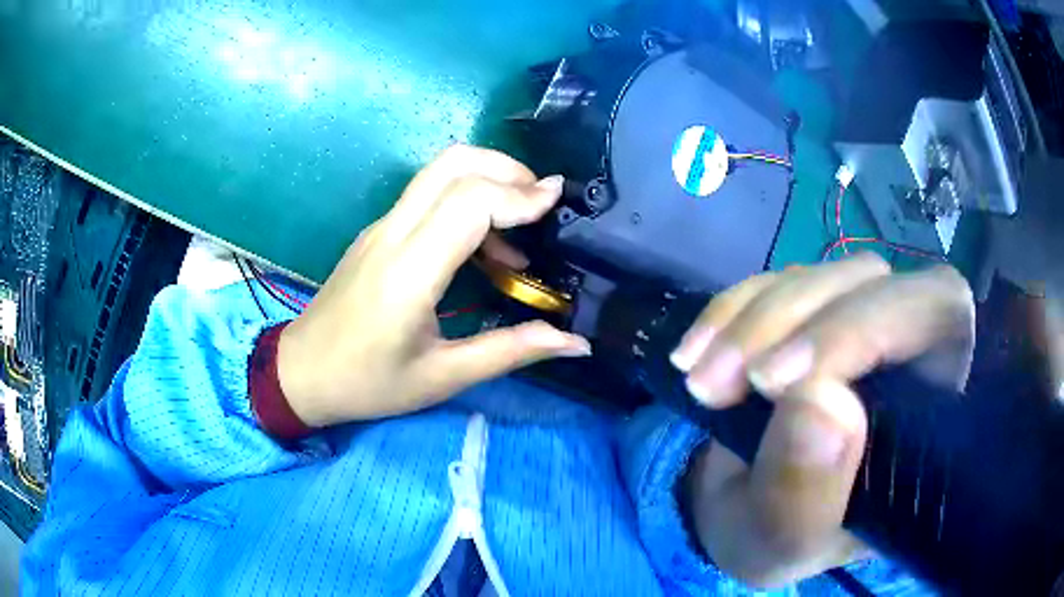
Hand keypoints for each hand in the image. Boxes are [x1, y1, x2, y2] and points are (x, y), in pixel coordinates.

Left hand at [276, 145, 589, 426]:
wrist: (301, 373)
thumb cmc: (368, 383)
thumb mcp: (443, 376)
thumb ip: (512, 351)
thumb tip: (576, 342)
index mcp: (409, 272)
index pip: (469, 202)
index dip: (518, 194)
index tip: (556, 203)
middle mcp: (393, 234)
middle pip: (453, 163)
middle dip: (508, 169)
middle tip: (543, 202)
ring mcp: (381, 227)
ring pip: (438, 171)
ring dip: (488, 178)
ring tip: (521, 226)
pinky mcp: (378, 232)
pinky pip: (428, 194)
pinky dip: (467, 198)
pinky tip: (485, 246)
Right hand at [672, 254, 974, 587]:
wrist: (736, 511)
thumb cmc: (775, 538)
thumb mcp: (784, 544)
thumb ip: (807, 495)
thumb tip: (822, 401)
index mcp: (931, 410)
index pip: (941, 318)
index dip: (870, 326)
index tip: (782, 382)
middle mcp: (904, 350)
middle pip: (875, 282)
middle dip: (797, 319)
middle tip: (731, 379)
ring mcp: (854, 322)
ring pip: (821, 276)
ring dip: (753, 320)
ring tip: (701, 381)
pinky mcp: (807, 313)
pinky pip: (773, 282)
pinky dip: (728, 311)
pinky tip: (693, 355)